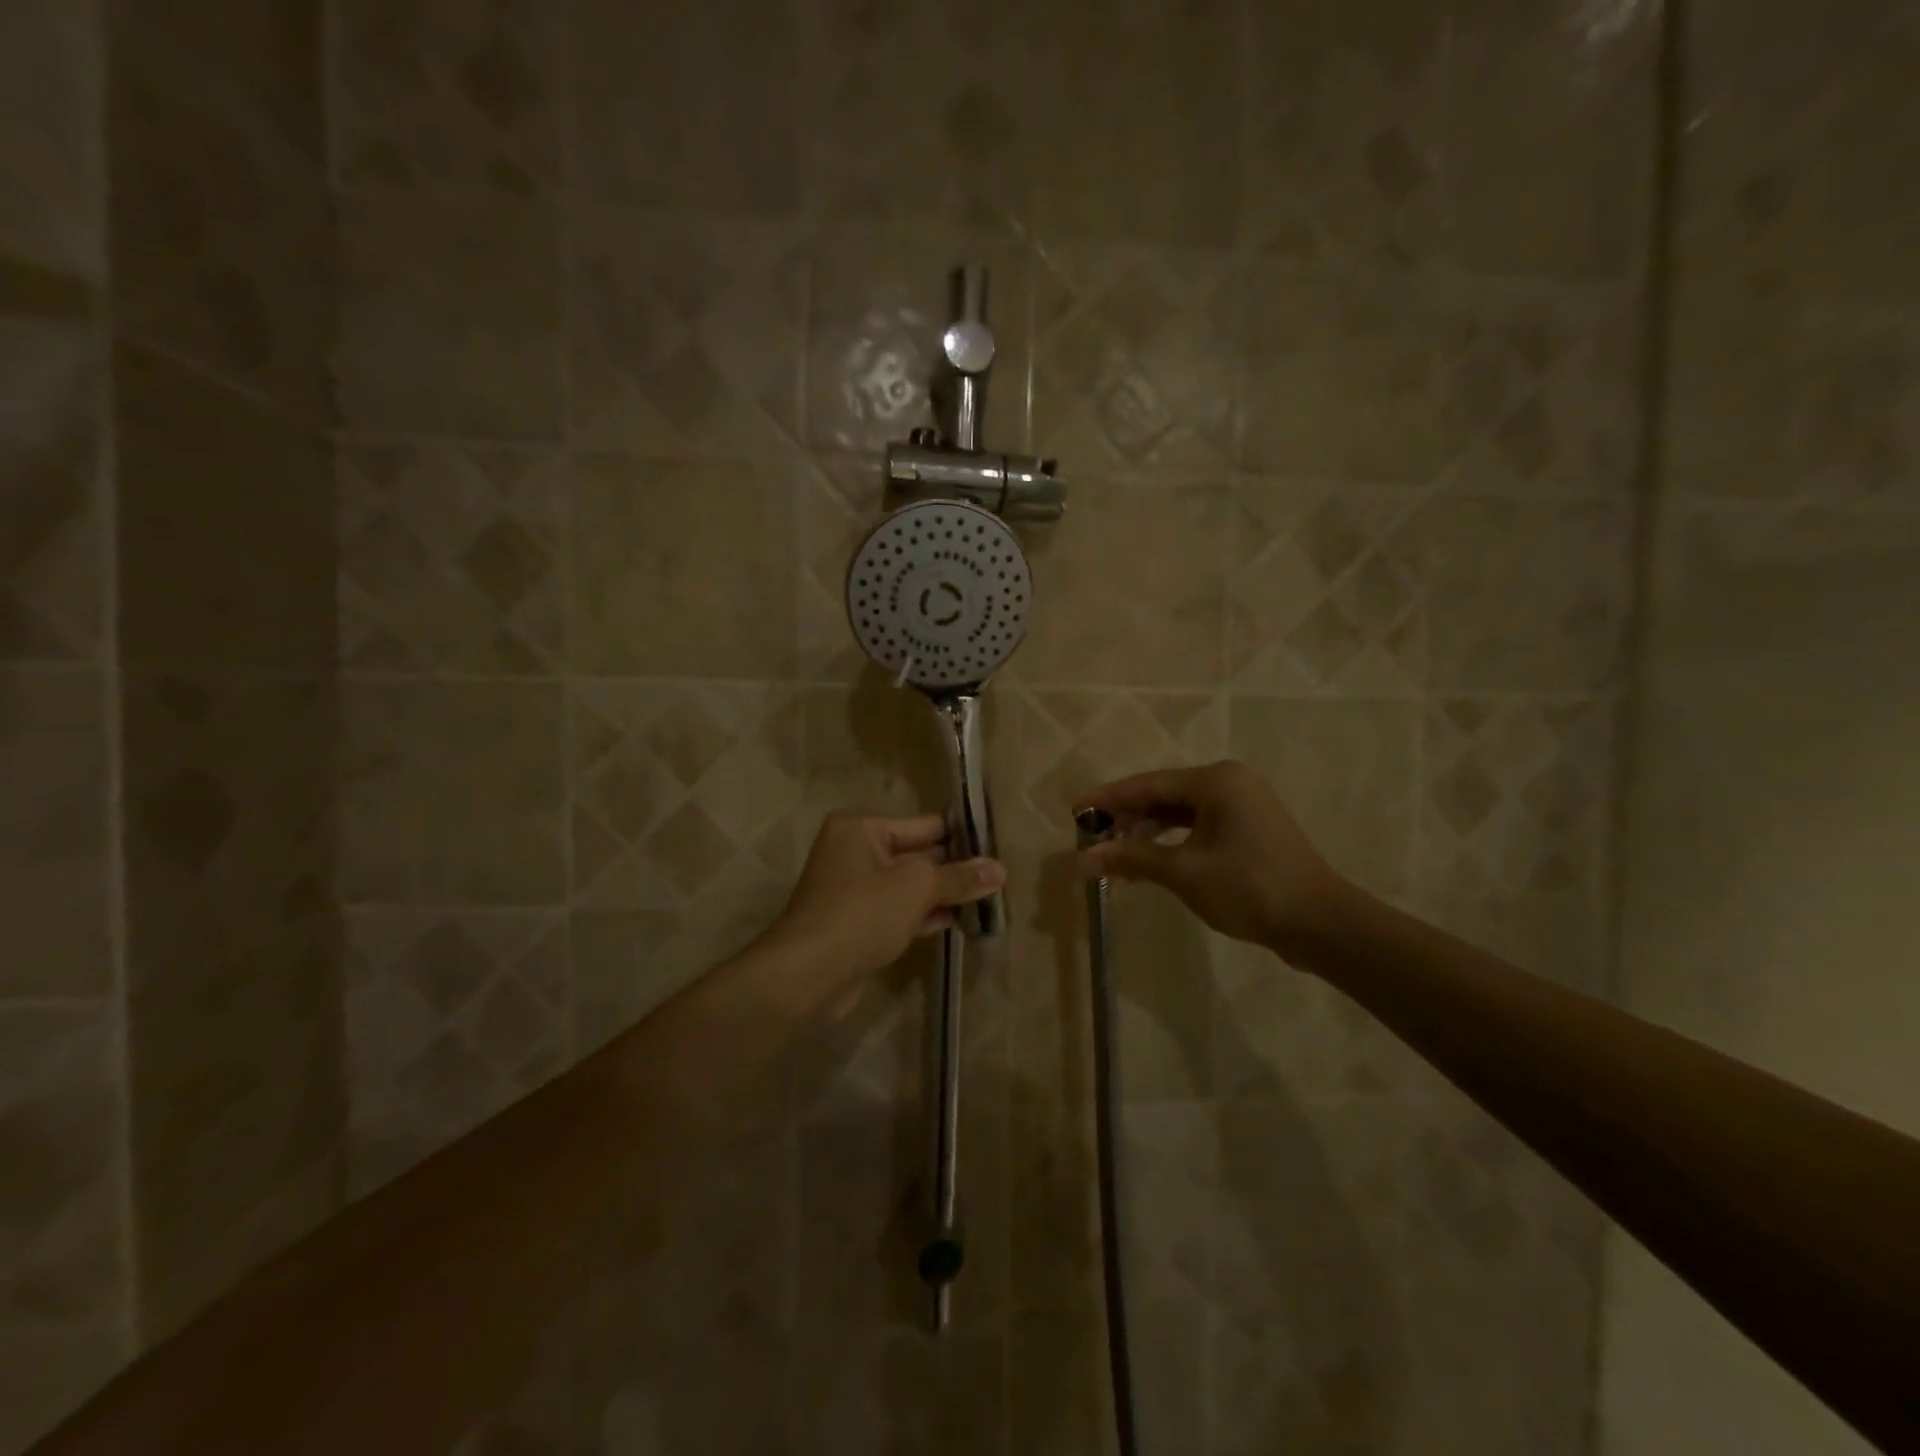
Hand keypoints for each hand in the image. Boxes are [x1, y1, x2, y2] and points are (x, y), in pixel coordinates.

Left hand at [769, 813, 1005, 984]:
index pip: (924, 825)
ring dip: (944, 895)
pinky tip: (961, 923)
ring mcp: (855, 890)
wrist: (808, 975)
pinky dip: (926, 915)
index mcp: (862, 829)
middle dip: (955, 869)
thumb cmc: (862, 914)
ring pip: (910, 887)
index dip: (961, 837)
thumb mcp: (917, 888)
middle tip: (1000, 877)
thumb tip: (1001, 869)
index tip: (998, 846)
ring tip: (989, 901)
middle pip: (918, 855)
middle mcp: (855, 852)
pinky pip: (900, 911)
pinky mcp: (858, 923)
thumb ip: (959, 877)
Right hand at [1075, 761, 1347, 955]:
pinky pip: (1199, 828)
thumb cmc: (1249, 888)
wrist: (1321, 924)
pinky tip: (1149, 862)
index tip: (1074, 809)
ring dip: (1148, 834)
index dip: (1108, 799)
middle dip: (1127, 818)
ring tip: (1114, 853)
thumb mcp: (1183, 872)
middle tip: (1091, 836)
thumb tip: (1081, 860)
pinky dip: (1172, 843)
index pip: (1147, 784)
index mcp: (1215, 781)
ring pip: (1181, 814)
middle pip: (1164, 796)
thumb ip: (1131, 859)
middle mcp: (1230, 783)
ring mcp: (1244, 807)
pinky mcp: (1251, 831)